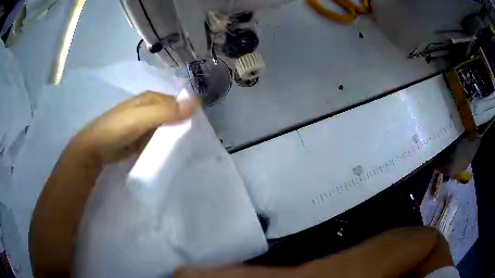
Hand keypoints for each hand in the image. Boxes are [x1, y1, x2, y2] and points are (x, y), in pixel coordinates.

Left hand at [69, 91, 198, 163]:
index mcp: (152, 98)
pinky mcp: (143, 139)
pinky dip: (167, 145)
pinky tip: (174, 153)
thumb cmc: (117, 129)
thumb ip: (166, 112)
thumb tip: (197, 102)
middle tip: (198, 143)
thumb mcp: (141, 118)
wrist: (96, 148)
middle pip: (174, 115)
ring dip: (177, 137)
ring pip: (168, 128)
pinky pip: (160, 139)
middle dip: (185, 126)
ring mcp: (146, 124)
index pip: (179, 103)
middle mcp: (151, 109)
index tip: (203, 130)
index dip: (190, 113)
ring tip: (190, 150)